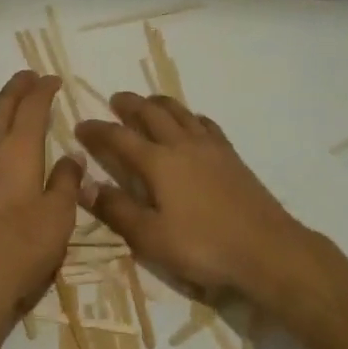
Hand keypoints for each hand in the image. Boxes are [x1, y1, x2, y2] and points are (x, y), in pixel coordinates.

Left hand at [0, 72, 83, 347]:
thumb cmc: (21, 252)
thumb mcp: (59, 219)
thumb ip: (66, 183)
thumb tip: (72, 156)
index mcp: (21, 152)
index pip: (34, 108)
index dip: (43, 90)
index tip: (52, 79)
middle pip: (1, 108)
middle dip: (15, 87)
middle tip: (26, 76)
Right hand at [75, 94, 322, 308]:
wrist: (266, 248)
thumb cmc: (203, 247)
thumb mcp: (151, 238)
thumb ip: (117, 210)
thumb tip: (84, 184)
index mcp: (157, 162)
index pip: (119, 137)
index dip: (97, 130)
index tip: (80, 126)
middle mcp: (181, 144)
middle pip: (150, 113)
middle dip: (129, 104)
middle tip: (116, 100)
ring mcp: (209, 146)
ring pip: (179, 112)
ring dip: (159, 103)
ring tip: (148, 102)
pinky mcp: (230, 154)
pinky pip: (205, 123)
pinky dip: (190, 117)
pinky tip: (191, 123)